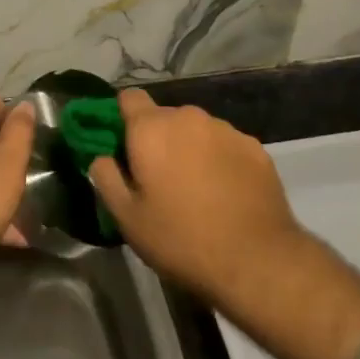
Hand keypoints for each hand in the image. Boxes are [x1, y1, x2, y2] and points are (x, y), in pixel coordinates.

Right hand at [88, 90, 305, 310]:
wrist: (257, 261)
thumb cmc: (181, 239)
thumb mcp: (128, 218)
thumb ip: (106, 178)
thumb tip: (102, 156)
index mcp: (151, 128)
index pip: (129, 97)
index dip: (123, 118)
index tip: (125, 147)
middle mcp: (188, 117)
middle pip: (164, 117)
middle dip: (159, 139)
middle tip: (160, 180)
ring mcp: (225, 129)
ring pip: (196, 130)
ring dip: (191, 149)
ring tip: (197, 190)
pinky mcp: (254, 147)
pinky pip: (226, 145)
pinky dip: (221, 160)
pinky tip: (226, 194)